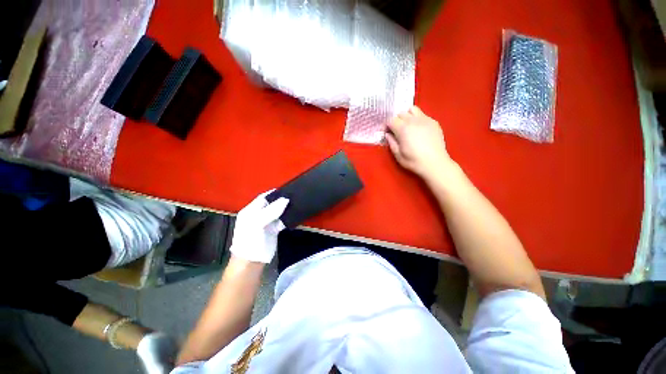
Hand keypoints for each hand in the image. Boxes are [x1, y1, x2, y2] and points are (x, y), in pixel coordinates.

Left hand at [229, 191, 288, 263]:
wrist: (251, 262)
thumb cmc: (250, 240)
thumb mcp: (257, 223)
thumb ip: (271, 210)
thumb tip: (286, 199)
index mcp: (250, 210)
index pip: (263, 197)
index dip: (274, 193)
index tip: (287, 189)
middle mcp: (258, 215)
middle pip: (272, 204)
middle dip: (281, 200)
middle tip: (295, 196)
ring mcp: (266, 222)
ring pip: (278, 212)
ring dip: (286, 209)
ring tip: (297, 203)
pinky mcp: (273, 230)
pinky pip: (282, 221)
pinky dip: (288, 219)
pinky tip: (295, 215)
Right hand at [386, 106, 452, 178]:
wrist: (435, 163)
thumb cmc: (413, 161)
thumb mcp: (398, 154)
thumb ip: (391, 142)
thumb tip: (388, 134)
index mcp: (402, 129)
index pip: (390, 120)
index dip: (387, 126)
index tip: (387, 132)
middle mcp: (413, 120)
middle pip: (400, 113)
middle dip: (396, 121)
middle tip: (396, 131)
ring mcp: (425, 119)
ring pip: (412, 109)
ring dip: (407, 116)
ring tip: (408, 126)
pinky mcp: (434, 122)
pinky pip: (423, 115)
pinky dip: (417, 119)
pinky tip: (419, 130)